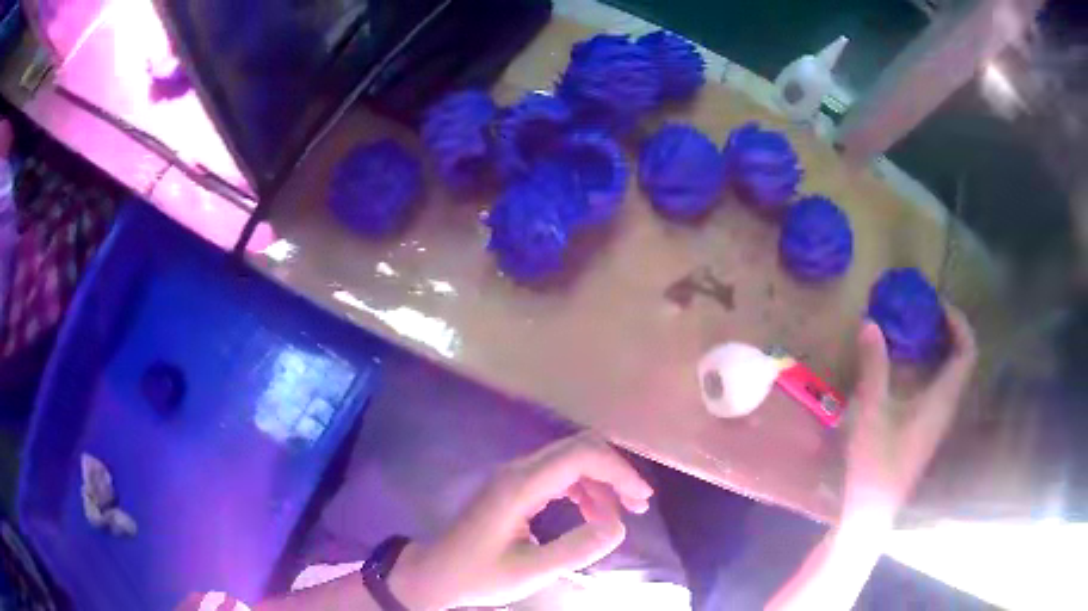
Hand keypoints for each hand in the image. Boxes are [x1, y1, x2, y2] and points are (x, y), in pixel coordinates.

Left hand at [388, 433, 653, 609]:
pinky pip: (559, 475)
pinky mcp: (515, 487)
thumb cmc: (478, 575)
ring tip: (621, 514)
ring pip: (570, 460)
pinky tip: (592, 513)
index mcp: (519, 487)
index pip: (579, 456)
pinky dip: (584, 488)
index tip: (641, 500)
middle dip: (614, 471)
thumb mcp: (530, 572)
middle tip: (638, 505)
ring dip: (601, 481)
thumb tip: (618, 527)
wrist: (436, 573)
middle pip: (578, 449)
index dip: (618, 471)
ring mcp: (514, 477)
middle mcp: (518, 471)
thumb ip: (576, 550)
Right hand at [843, 305, 976, 526]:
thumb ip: (874, 367)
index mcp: (941, 400)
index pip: (966, 353)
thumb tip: (871, 323)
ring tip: (918, 333)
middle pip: (962, 361)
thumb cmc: (875, 463)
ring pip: (953, 375)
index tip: (938, 306)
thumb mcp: (872, 412)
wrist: (872, 509)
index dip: (958, 324)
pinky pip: (941, 387)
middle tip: (926, 313)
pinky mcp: (927, 429)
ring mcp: (938, 420)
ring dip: (942, 348)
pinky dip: (932, 367)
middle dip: (950, 331)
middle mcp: (946, 407)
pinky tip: (909, 368)